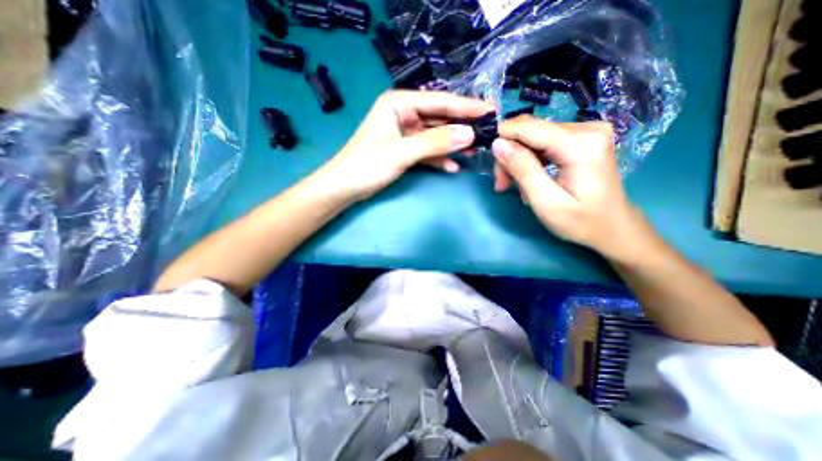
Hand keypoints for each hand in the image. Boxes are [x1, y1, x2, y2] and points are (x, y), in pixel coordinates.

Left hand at [315, 93, 493, 200]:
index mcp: (399, 103)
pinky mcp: (405, 149)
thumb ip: (435, 143)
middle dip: (462, 126)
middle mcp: (403, 113)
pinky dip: (439, 159)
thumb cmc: (367, 165)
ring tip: (475, 151)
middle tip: (488, 131)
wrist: (345, 187)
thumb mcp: (402, 152)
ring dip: (452, 144)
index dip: (466, 107)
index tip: (491, 110)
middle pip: (439, 118)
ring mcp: (405, 132)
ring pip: (435, 135)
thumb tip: (470, 134)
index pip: (439, 102)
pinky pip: (427, 151)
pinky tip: (453, 167)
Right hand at [490, 115, 651, 259]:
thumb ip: (522, 170)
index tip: (488, 160)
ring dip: (517, 160)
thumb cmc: (581, 221)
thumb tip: (498, 144)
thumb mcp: (546, 201)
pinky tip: (528, 177)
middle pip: (530, 131)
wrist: (613, 227)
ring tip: (512, 185)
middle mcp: (587, 128)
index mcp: (581, 144)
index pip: (529, 127)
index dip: (502, 137)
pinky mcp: (582, 138)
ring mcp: (587, 130)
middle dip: (509, 156)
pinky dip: (530, 159)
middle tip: (502, 184)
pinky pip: (544, 141)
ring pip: (533, 136)